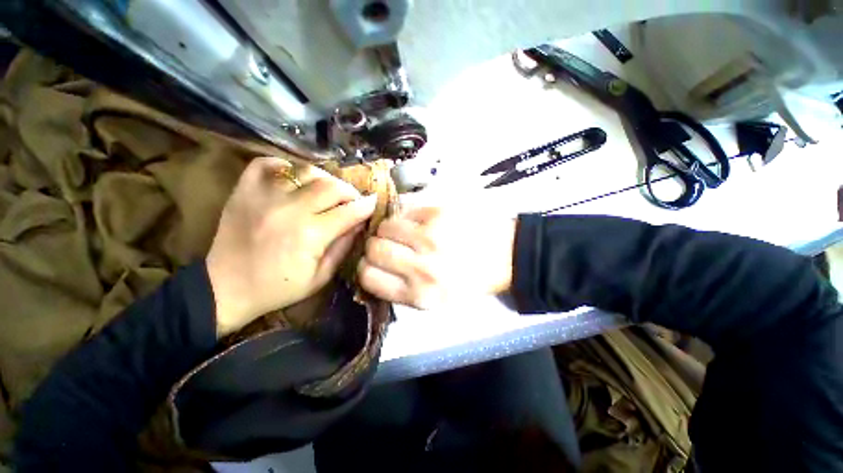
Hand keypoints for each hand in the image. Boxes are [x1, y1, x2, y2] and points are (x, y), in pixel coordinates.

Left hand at [207, 157, 376, 335]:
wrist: (225, 288)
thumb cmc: (278, 288)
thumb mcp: (321, 277)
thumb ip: (343, 247)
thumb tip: (359, 224)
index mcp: (310, 234)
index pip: (349, 211)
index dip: (366, 205)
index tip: (374, 202)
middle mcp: (290, 209)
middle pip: (332, 186)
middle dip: (350, 191)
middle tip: (352, 200)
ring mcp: (264, 196)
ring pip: (306, 171)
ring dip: (325, 179)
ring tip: (328, 191)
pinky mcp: (244, 190)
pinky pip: (268, 164)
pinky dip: (286, 166)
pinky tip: (295, 179)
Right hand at [357, 207, 516, 308]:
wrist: (507, 257)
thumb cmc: (470, 282)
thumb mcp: (436, 302)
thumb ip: (401, 290)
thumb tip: (372, 269)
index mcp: (419, 295)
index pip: (368, 277)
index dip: (366, 267)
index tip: (372, 262)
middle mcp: (421, 268)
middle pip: (373, 249)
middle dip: (375, 245)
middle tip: (388, 244)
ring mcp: (430, 237)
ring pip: (385, 226)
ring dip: (389, 228)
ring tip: (404, 232)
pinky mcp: (439, 213)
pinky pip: (405, 210)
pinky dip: (407, 215)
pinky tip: (420, 221)